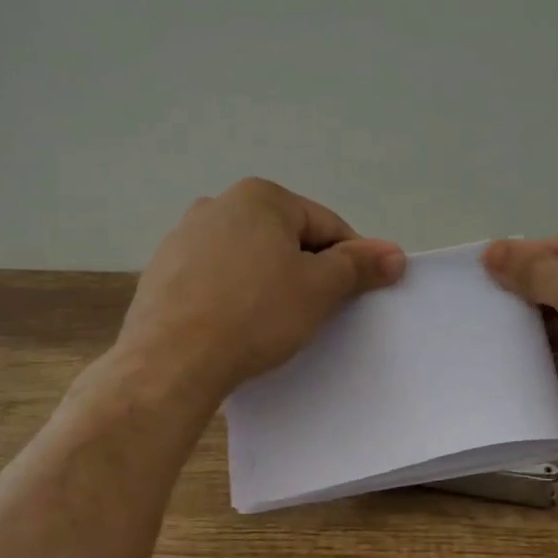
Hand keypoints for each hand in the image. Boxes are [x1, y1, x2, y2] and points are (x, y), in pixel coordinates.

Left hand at [116, 178, 405, 402]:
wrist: (171, 360)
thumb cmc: (255, 315)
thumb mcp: (319, 289)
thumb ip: (359, 266)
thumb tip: (395, 253)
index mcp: (260, 197)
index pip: (327, 225)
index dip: (351, 260)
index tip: (357, 295)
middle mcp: (217, 204)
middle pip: (286, 238)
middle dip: (308, 270)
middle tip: (319, 312)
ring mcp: (183, 237)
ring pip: (250, 258)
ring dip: (271, 282)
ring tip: (277, 323)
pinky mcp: (162, 271)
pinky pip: (217, 277)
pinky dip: (235, 295)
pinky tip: (238, 326)